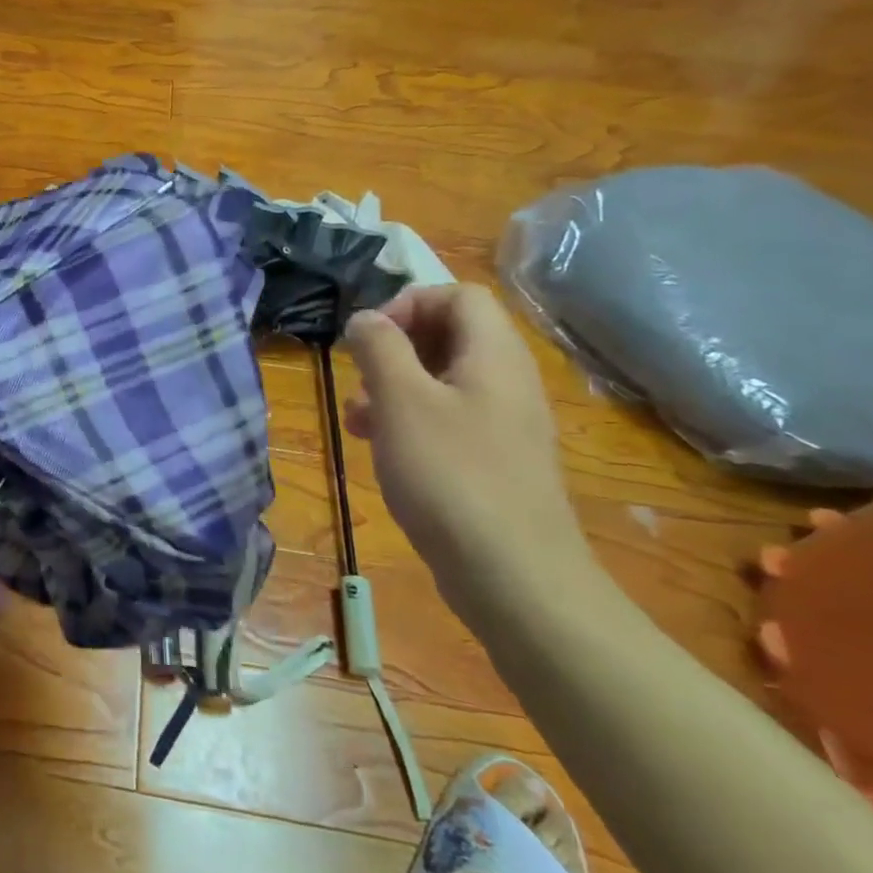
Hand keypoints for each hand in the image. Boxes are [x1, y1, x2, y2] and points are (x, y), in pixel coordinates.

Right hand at [343, 285, 597, 617]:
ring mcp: (504, 424)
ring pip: (443, 380)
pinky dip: (409, 421)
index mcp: (494, 355)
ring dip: (394, 387)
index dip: (409, 303)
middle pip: (450, 335)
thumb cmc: (451, 475)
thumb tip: (365, 318)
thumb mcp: (402, 401)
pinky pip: (448, 419)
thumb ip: (380, 348)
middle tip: (360, 377)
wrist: (515, 576)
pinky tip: (379, 448)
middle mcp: (507, 381)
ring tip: (357, 417)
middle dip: (395, 348)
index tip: (368, 338)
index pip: (458, 296)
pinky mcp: (494, 461)